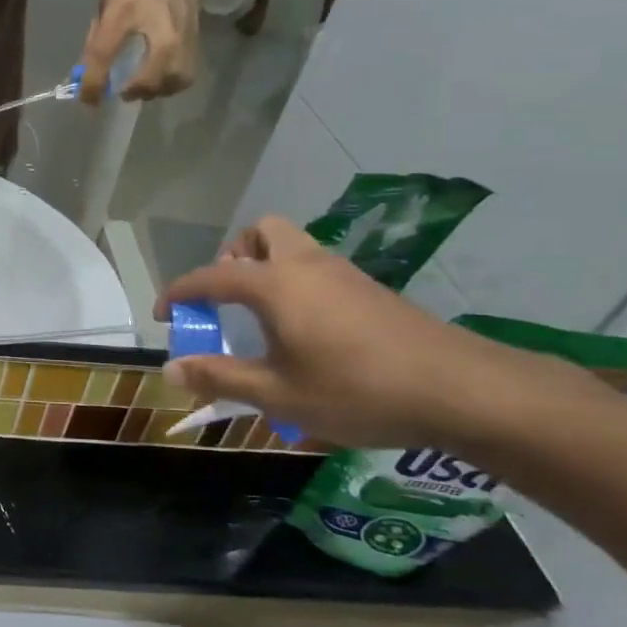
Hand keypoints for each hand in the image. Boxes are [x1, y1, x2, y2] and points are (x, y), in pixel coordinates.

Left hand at [78, 0, 199, 102]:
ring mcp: (183, 33)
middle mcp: (158, 25)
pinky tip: (158, 78)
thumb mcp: (107, 4)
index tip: (87, 100)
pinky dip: (170, 83)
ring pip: (174, 80)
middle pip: (152, 77)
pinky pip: (186, 74)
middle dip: (134, 91)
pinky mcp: (197, 38)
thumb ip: (97, 41)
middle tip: (121, 90)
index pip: (104, 54)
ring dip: (155, 90)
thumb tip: (88, 76)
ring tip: (141, 86)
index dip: (92, 83)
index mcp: (125, 11)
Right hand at [155, 217, 591, 448]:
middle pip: (260, 233)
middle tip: (227, 298)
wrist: (462, 390)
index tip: (164, 314)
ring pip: (293, 246)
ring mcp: (344, 273)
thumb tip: (169, 369)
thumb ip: (219, 377)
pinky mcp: (371, 290)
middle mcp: (306, 265)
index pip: (211, 276)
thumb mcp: (277, 394)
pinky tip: (306, 330)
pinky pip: (317, 268)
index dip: (180, 293)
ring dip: (266, 268)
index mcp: (275, 284)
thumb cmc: (356, 390)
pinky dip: (296, 283)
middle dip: (233, 257)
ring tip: (261, 318)